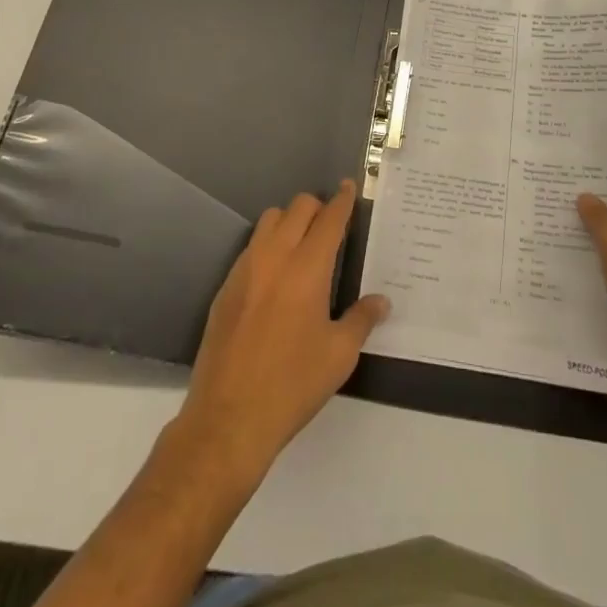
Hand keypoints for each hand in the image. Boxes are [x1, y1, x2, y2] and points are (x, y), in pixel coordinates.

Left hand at [173, 180, 389, 485]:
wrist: (228, 418)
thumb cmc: (292, 385)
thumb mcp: (339, 355)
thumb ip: (362, 319)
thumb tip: (381, 301)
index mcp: (307, 268)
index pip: (329, 218)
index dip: (343, 200)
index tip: (350, 187)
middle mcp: (275, 257)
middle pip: (298, 207)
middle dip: (318, 207)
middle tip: (332, 226)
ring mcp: (245, 269)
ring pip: (270, 220)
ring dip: (290, 221)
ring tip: (303, 246)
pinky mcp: (226, 286)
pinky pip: (251, 247)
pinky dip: (269, 245)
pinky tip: (277, 277)